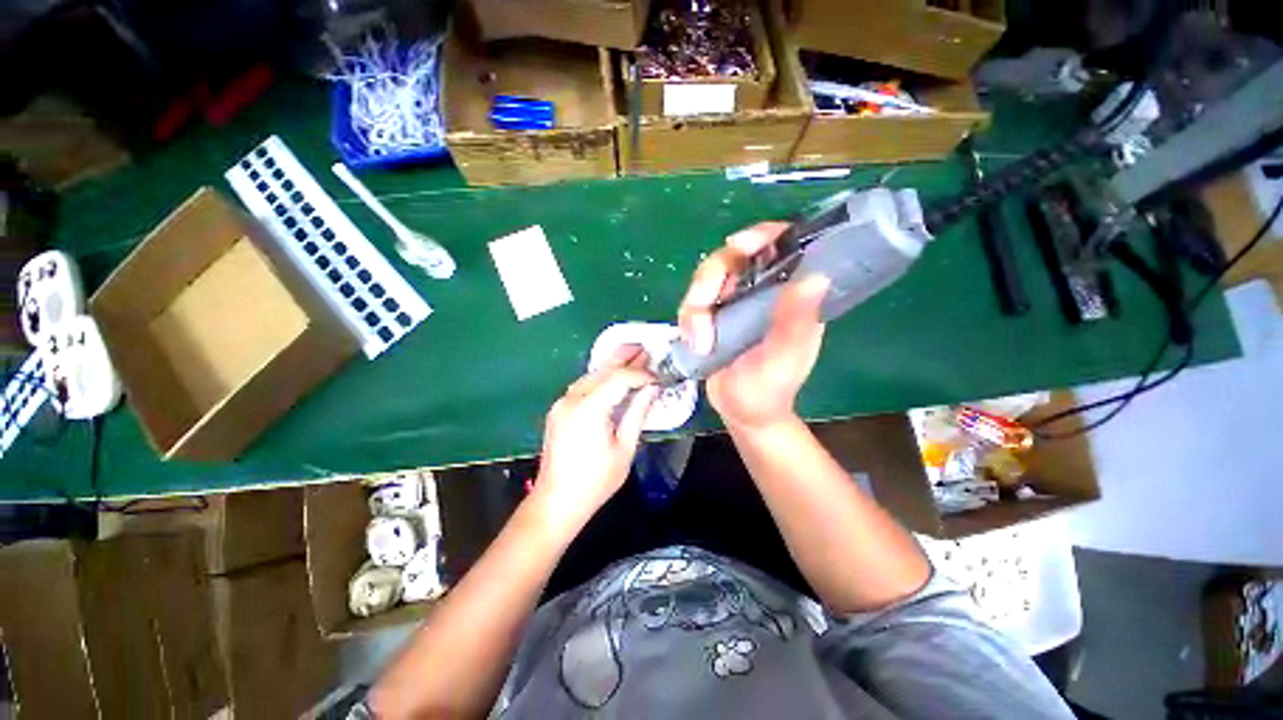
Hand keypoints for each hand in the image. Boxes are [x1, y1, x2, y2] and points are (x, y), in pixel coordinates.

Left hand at [531, 346, 657, 531]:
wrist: (556, 502)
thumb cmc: (595, 481)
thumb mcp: (624, 448)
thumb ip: (638, 413)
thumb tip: (652, 389)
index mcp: (589, 409)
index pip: (619, 378)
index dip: (641, 374)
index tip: (658, 377)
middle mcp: (571, 399)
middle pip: (602, 370)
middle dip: (625, 357)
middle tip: (646, 348)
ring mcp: (562, 403)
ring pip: (591, 375)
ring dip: (612, 366)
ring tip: (633, 356)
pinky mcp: (559, 410)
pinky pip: (583, 386)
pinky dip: (601, 379)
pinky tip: (613, 377)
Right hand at [678, 222, 829, 430]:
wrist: (742, 412)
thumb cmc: (770, 389)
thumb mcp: (784, 358)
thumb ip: (795, 322)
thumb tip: (817, 277)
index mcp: (789, 294)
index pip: (781, 245)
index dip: (760, 235)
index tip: (738, 244)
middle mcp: (761, 290)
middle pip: (731, 258)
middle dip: (710, 280)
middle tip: (702, 307)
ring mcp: (733, 302)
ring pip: (705, 280)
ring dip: (695, 308)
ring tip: (700, 341)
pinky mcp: (712, 316)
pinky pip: (691, 303)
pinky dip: (687, 320)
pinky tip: (696, 343)